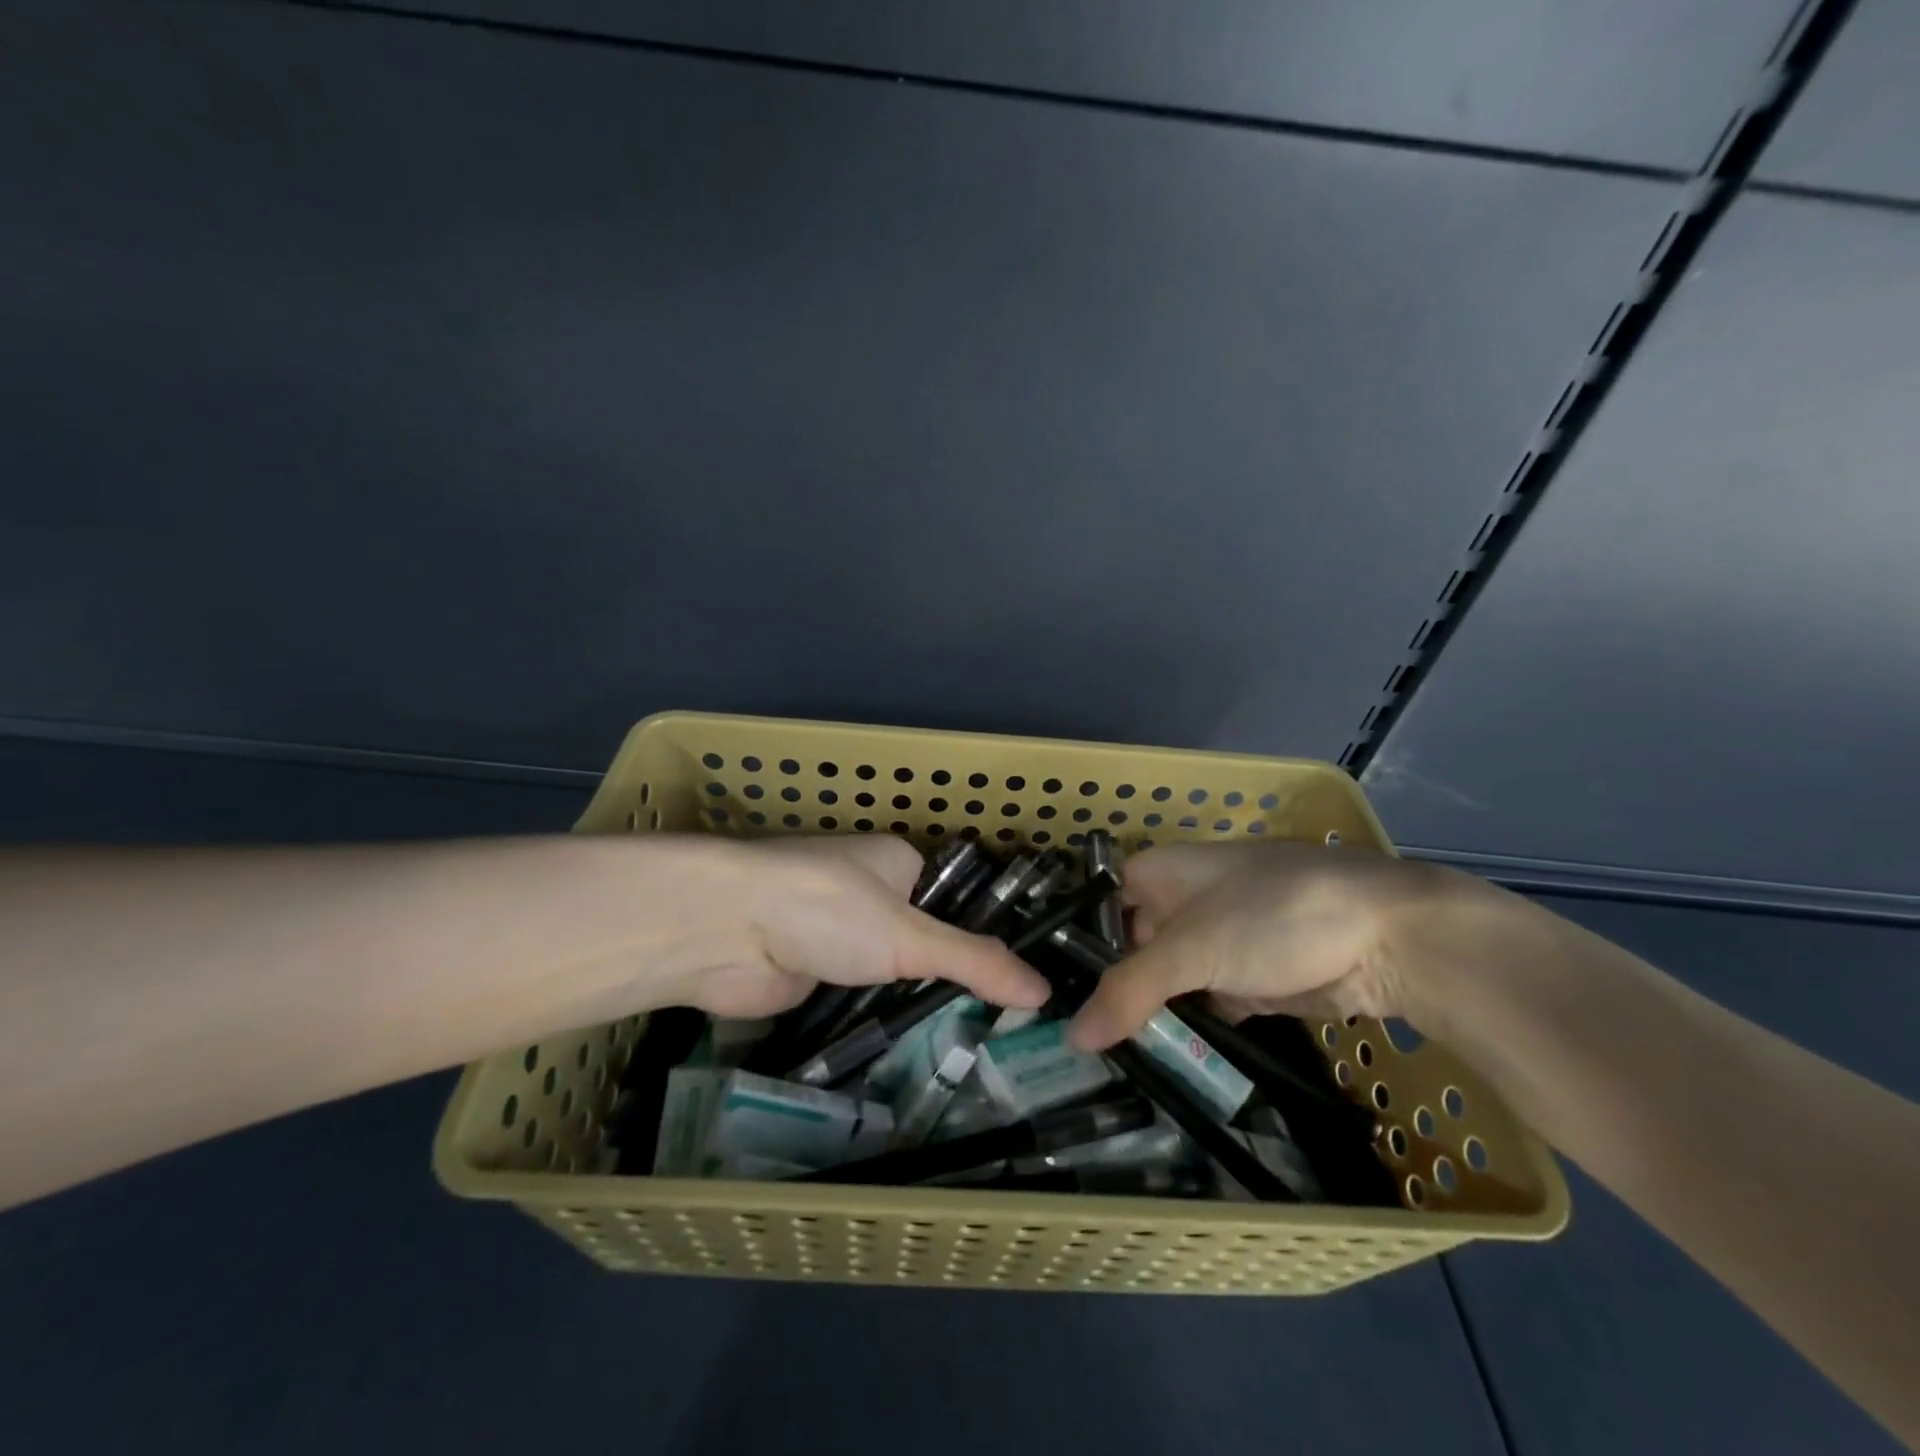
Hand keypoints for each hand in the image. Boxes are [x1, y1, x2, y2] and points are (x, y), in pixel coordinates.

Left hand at [655, 833, 1050, 1019]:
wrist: (722, 931)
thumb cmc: (827, 909)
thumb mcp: (911, 935)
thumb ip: (975, 963)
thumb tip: (1044, 991)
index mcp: (896, 863)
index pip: (955, 901)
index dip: (985, 940)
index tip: (1021, 987)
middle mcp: (867, 895)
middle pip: (923, 942)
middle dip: (949, 981)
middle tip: (1003, 1035)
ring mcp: (835, 938)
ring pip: (888, 977)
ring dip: (910, 1006)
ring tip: (971, 1056)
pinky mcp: (809, 976)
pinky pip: (855, 1002)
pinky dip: (874, 1023)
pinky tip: (912, 1060)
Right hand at [1066, 840, 1471, 1049]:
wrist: (1394, 937)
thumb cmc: (1276, 916)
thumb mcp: (1193, 950)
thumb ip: (1128, 992)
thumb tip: (1071, 1038)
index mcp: (1163, 872)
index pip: (1100, 906)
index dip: (1075, 946)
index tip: (1049, 995)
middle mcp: (1186, 901)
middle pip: (1133, 947)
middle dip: (1111, 991)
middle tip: (1073, 1043)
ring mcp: (1223, 940)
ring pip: (1170, 981)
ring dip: (1150, 1015)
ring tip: (1107, 1060)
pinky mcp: (1255, 978)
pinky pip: (1207, 1003)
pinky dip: (1193, 1028)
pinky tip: (1166, 1060)